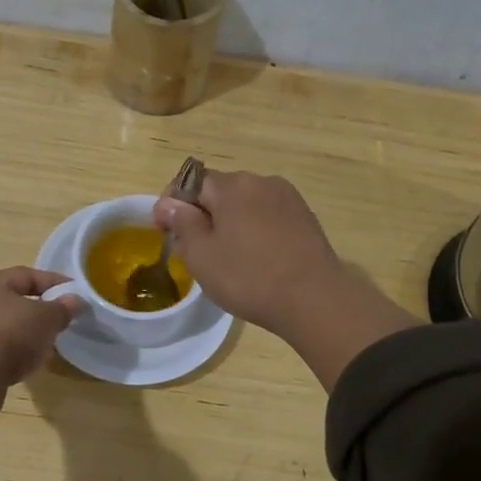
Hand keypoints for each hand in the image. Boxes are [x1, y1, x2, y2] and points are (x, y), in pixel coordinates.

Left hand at [0, 266, 81, 388]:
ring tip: (42, 348)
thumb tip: (75, 301)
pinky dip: (7, 354)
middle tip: (57, 322)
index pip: (25, 275)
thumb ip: (62, 308)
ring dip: (21, 335)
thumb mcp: (45, 319)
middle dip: (36, 311)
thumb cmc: (9, 335)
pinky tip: (21, 366)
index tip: (72, 292)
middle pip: (10, 301)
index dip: (52, 281)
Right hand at [151, 171, 343, 332]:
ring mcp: (288, 198)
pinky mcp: (305, 218)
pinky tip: (257, 258)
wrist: (315, 300)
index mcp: (232, 185)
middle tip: (195, 250)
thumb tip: (167, 203)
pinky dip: (255, 230)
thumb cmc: (249, 277)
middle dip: (202, 214)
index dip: (173, 204)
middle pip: (220, 191)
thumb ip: (182, 223)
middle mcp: (261, 181)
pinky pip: (267, 216)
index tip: (165, 231)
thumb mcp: (202, 254)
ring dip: (230, 222)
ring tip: (228, 257)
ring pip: (245, 204)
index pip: (190, 182)